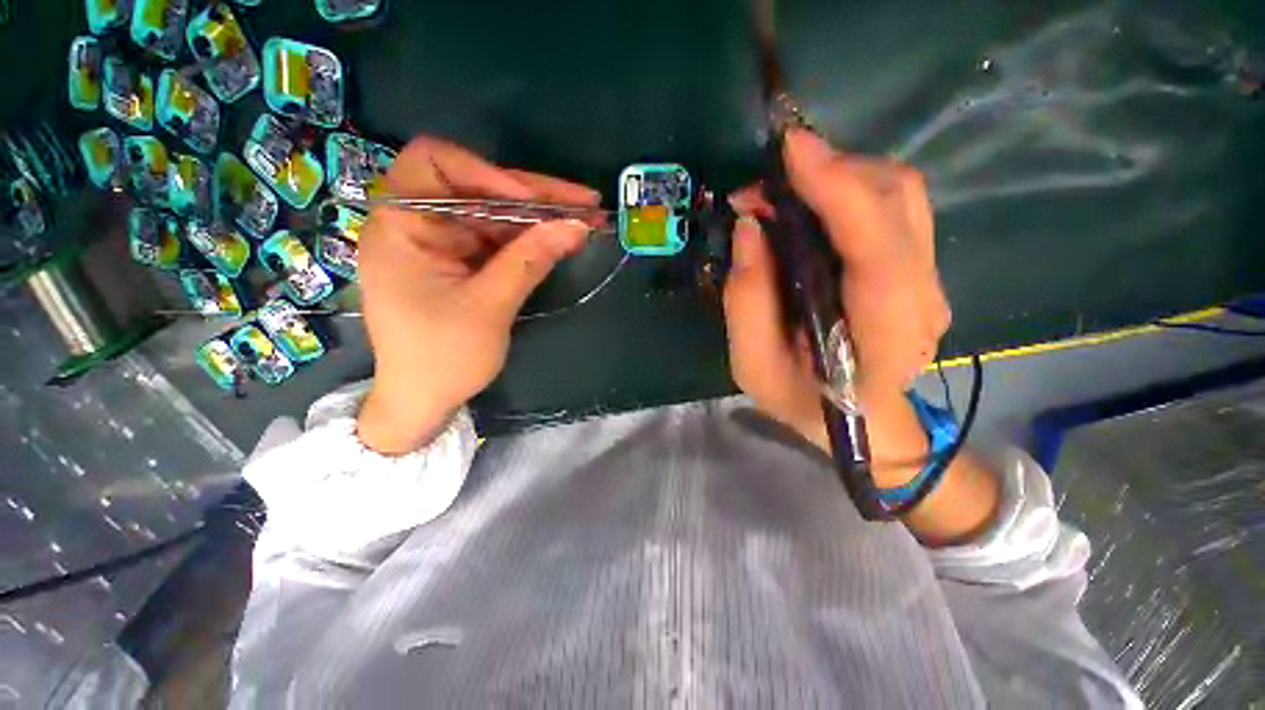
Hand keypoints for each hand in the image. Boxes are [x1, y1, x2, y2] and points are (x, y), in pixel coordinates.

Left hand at [356, 137, 599, 454]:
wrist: (424, 401)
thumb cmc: (443, 358)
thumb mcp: (490, 307)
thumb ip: (531, 260)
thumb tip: (576, 225)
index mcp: (402, 228)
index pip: (433, 163)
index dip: (484, 172)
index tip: (527, 201)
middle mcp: (419, 226)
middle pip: (477, 190)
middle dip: (533, 195)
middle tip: (583, 202)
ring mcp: (443, 246)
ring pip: (495, 216)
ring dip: (539, 217)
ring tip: (585, 219)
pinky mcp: (461, 264)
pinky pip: (497, 241)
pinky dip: (530, 240)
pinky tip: (561, 239)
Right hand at [724, 129, 951, 461]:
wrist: (866, 423)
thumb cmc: (804, 403)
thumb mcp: (753, 367)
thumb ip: (747, 303)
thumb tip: (750, 229)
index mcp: (882, 338)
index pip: (877, 248)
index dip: (838, 189)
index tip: (791, 149)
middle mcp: (921, 300)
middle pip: (897, 201)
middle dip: (830, 171)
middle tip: (767, 182)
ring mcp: (929, 281)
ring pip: (901, 194)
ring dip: (841, 174)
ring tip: (785, 191)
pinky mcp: (919, 270)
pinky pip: (894, 207)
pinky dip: (851, 189)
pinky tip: (813, 205)